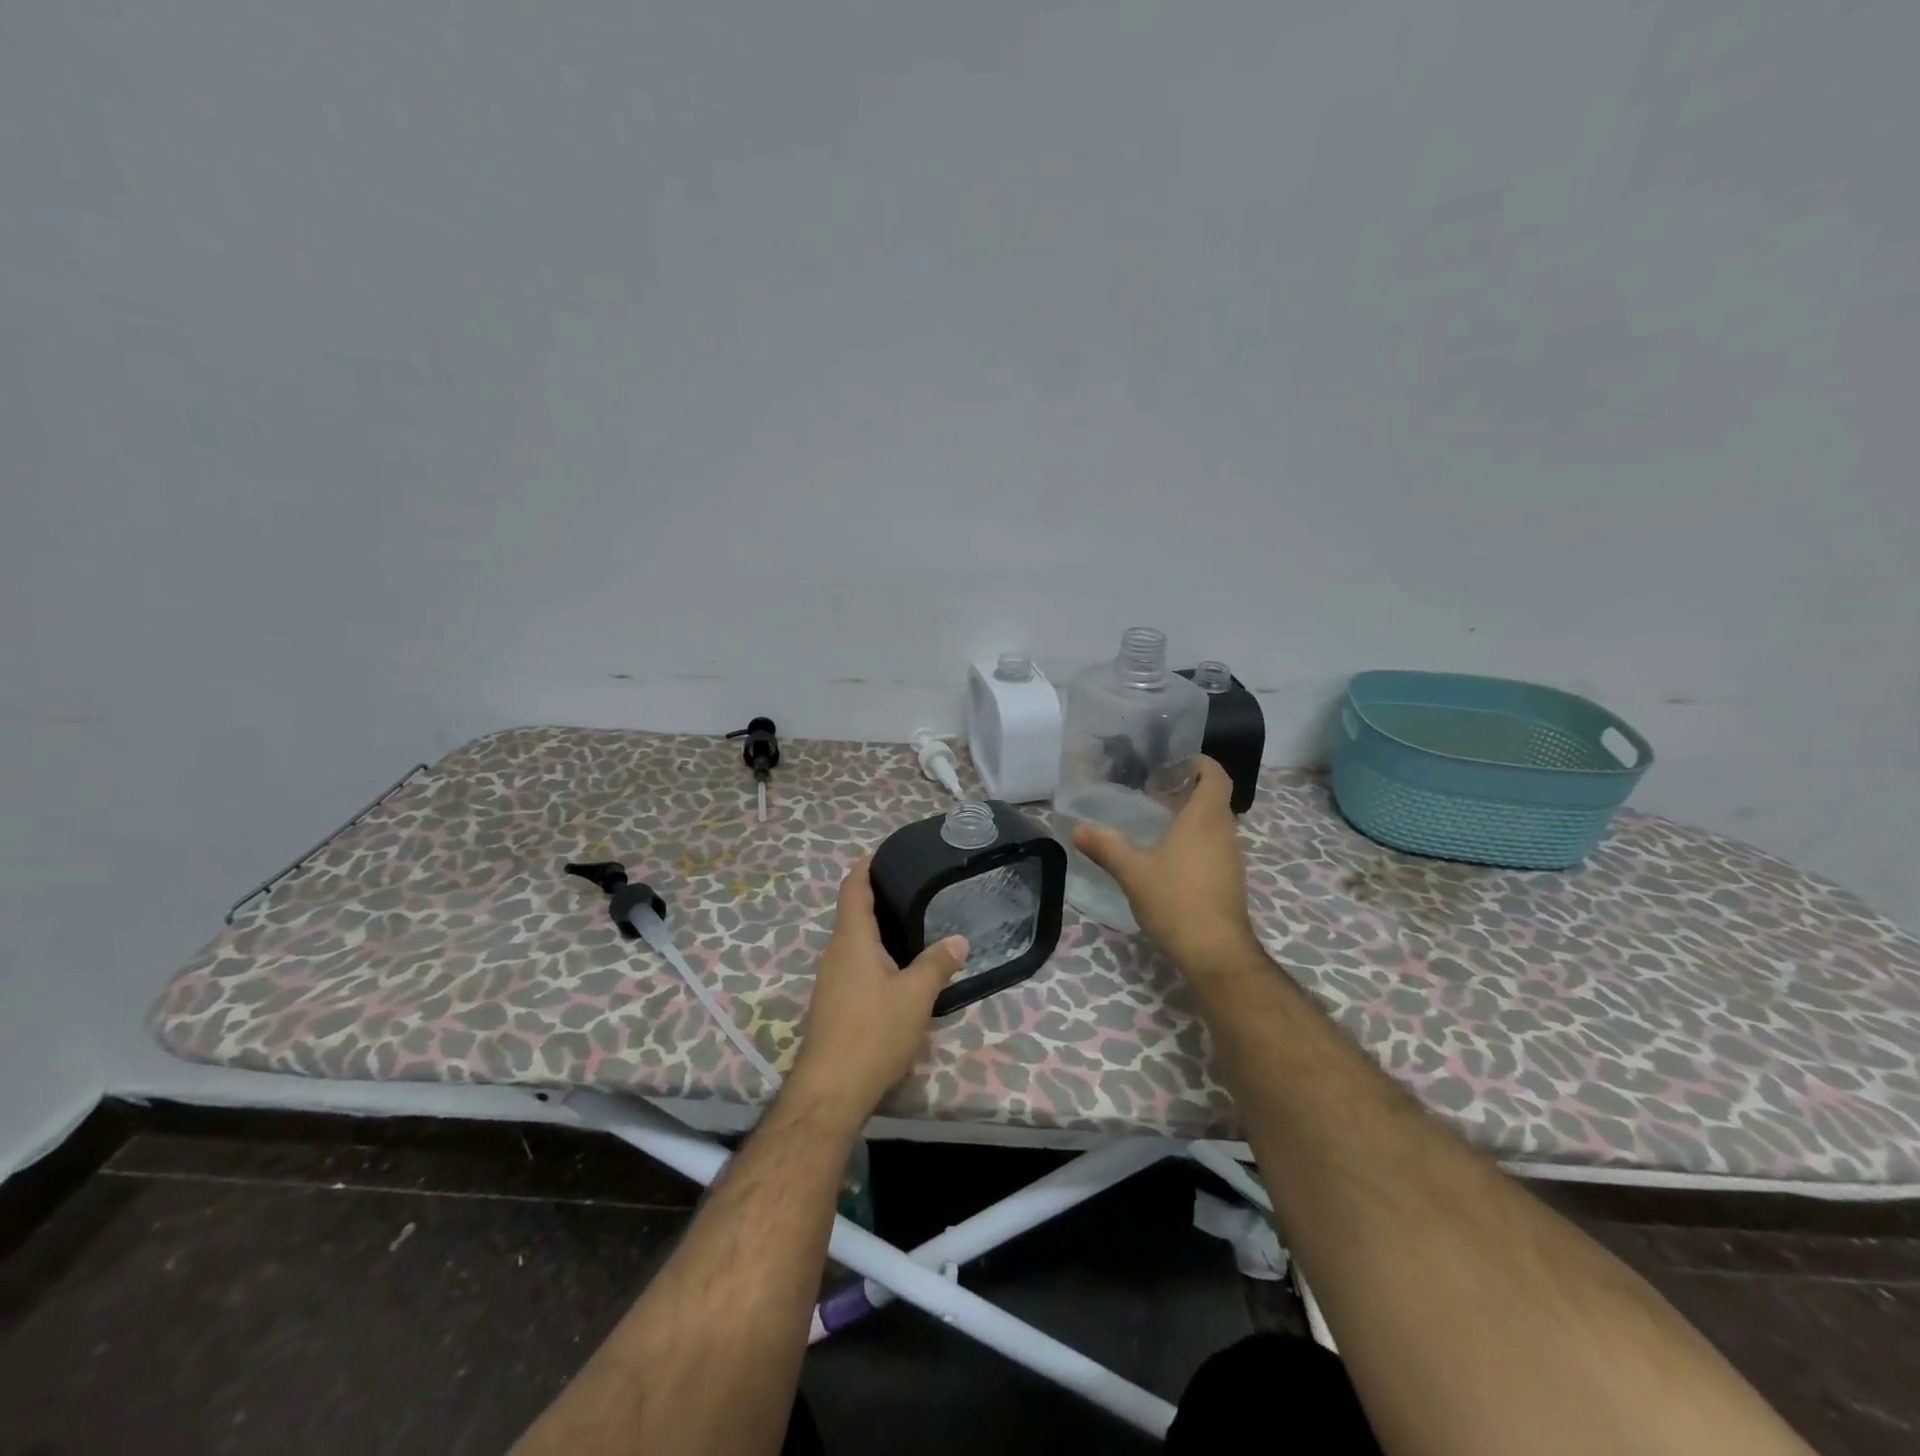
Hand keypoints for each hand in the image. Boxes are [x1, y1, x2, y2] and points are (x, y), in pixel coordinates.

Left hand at [788, 858, 969, 1123]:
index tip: (883, 853)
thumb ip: (937, 964)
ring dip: (877, 929)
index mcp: (851, 939)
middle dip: (877, 896)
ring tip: (912, 923)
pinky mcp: (833, 1003)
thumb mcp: (916, 996)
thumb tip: (959, 940)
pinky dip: (874, 954)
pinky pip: (854, 964)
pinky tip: (898, 968)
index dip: (865, 867)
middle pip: (852, 913)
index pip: (853, 889)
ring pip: (854, 941)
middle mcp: (835, 953)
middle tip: (913, 887)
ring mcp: (831, 980)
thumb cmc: (873, 1032)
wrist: (830, 1090)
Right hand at [1072, 756, 1258, 973]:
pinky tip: (1170, 859)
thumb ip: (1106, 847)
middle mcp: (1224, 833)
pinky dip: (1197, 842)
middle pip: (1215, 800)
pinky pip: (1216, 848)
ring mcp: (1231, 859)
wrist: (1216, 952)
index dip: (1202, 764)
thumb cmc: (1176, 901)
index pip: (1216, 777)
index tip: (1178, 763)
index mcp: (1204, 819)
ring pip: (1216, 825)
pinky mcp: (1230, 881)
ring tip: (1159, 823)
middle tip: (1157, 792)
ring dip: (1193, 818)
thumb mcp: (1133, 872)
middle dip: (1190, 791)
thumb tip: (1078, 829)